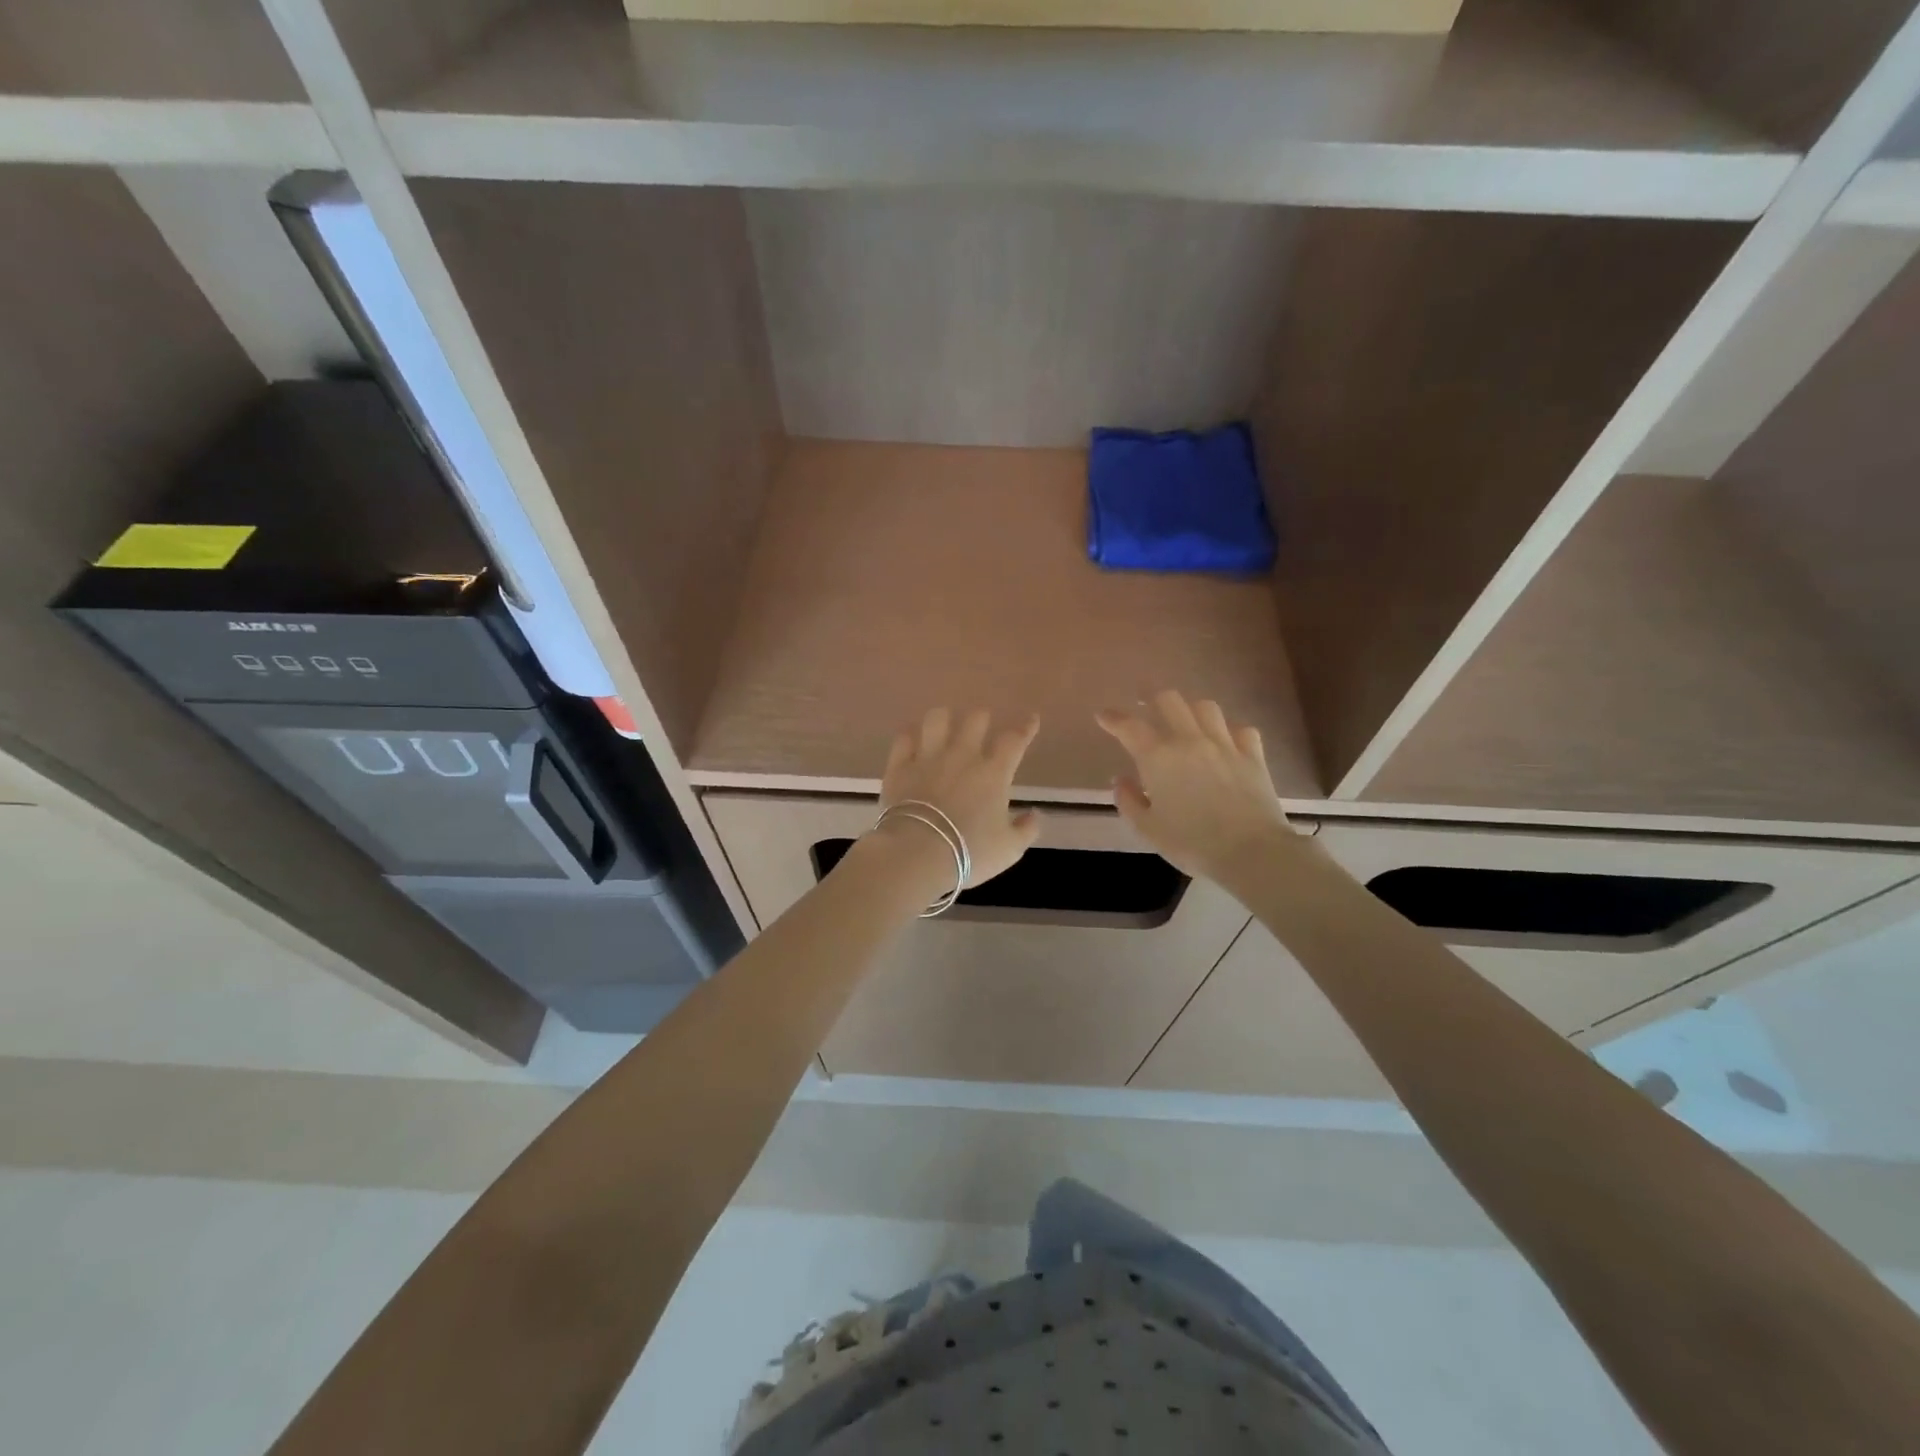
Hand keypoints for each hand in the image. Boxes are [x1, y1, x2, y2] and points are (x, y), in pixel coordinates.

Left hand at [879, 708, 1042, 886]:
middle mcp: (962, 756)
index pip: (1014, 740)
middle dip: (982, 718)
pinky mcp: (899, 766)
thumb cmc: (969, 852)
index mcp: (993, 773)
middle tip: (982, 725)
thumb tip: (1035, 814)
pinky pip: (904, 738)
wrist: (917, 854)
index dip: (1025, 727)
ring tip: (945, 725)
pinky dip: (910, 735)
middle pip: (975, 719)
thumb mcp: (1009, 849)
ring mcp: (928, 757)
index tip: (1031, 718)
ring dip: (944, 718)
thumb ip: (1026, 829)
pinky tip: (913, 738)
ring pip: (937, 719)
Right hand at [1096, 690, 1294, 883]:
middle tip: (1146, 707)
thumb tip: (1121, 780)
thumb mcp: (1147, 829)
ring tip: (1186, 721)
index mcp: (1158, 757)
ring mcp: (1225, 745)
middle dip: (1153, 699)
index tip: (1103, 716)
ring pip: (1206, 707)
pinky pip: (1241, 729)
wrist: (1251, 852)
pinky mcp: (1253, 756)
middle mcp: (1190, 740)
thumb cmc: (1192, 843)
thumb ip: (1128, 801)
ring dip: (1191, 710)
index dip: (1113, 718)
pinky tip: (1225, 741)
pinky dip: (1229, 731)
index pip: (1129, 726)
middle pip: (1170, 701)